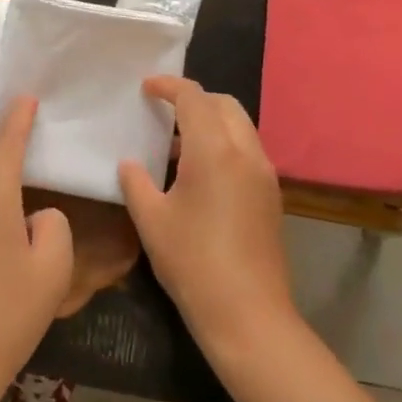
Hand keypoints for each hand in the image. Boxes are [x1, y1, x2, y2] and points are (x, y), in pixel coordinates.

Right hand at [119, 77, 297, 366]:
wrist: (249, 316)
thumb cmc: (193, 262)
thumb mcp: (151, 220)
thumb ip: (135, 182)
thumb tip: (129, 163)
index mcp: (215, 150)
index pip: (194, 97)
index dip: (168, 85)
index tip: (146, 88)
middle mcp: (246, 153)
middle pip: (224, 104)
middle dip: (194, 99)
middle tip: (164, 111)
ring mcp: (264, 175)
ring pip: (240, 127)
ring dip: (211, 122)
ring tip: (177, 144)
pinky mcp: (271, 196)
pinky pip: (247, 151)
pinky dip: (224, 144)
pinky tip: (200, 173)